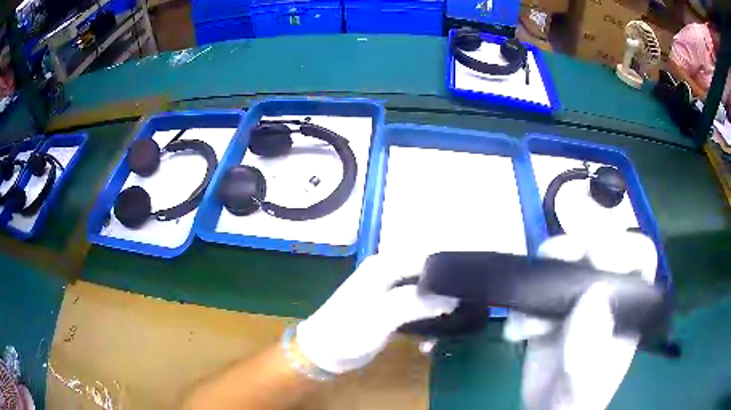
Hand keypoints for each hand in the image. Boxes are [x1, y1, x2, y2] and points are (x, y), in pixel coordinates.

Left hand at [296, 253, 458, 373]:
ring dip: (437, 313)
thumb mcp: (383, 315)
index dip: (450, 270)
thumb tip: (452, 298)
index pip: (426, 258)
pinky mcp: (391, 312)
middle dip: (446, 294)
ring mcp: (390, 294)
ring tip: (447, 331)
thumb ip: (418, 303)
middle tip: (463, 311)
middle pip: (429, 276)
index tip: (470, 287)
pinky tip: (427, 344)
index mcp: (386, 266)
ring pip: (425, 296)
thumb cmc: (348, 330)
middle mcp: (389, 274)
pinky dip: (425, 325)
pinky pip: (417, 312)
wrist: (323, 353)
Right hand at [504, 232, 657, 409]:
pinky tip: (517, 334)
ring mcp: (576, 300)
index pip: (639, 257)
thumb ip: (592, 345)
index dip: (623, 248)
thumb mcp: (587, 379)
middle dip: (576, 248)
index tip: (596, 257)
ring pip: (565, 261)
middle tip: (555, 259)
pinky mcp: (548, 310)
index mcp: (627, 306)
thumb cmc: (577, 398)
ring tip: (528, 305)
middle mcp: (606, 294)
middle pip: (599, 247)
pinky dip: (521, 306)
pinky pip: (534, 291)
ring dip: (543, 274)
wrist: (547, 409)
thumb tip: (592, 294)